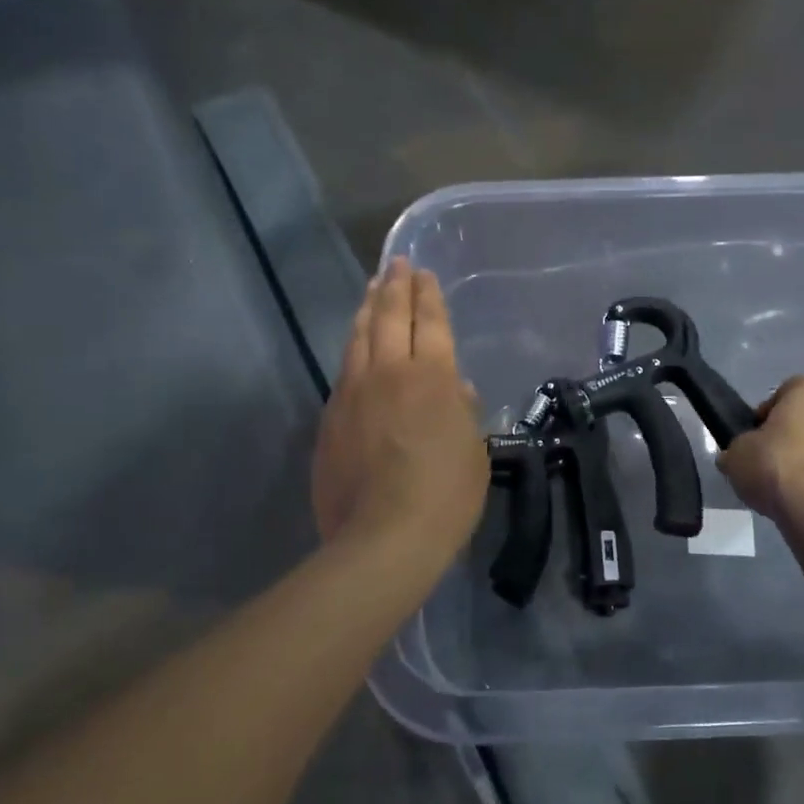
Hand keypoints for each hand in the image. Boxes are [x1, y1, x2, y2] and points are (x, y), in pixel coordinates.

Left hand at [312, 259, 487, 557]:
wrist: (383, 537)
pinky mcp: (330, 419)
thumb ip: (464, 412)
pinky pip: (343, 371)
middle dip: (394, 288)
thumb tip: (456, 390)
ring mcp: (352, 394)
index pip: (430, 322)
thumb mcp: (474, 452)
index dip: (427, 295)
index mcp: (432, 377)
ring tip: (372, 290)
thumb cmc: (445, 495)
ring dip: (367, 310)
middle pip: (389, 318)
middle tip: (395, 265)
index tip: (423, 273)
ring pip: (358, 339)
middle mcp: (388, 373)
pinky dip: (352, 350)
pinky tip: (355, 348)